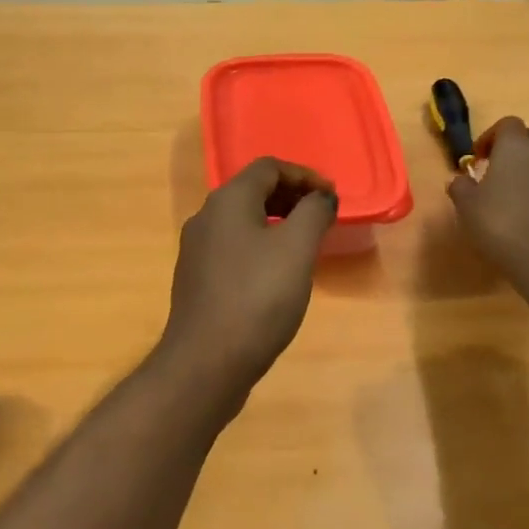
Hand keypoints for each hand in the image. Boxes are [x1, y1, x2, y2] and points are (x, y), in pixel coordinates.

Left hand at [163, 158, 337, 388]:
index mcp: (228, 200)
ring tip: (305, 245)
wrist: (207, 361)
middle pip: (252, 191)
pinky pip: (233, 248)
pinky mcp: (197, 280)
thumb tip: (321, 197)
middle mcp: (206, 217)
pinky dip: (260, 247)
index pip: (269, 167)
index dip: (304, 175)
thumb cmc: (257, 297)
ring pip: (242, 221)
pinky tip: (277, 275)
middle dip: (291, 197)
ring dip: (276, 223)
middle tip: (321, 217)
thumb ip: (314, 213)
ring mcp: (197, 250)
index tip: (332, 198)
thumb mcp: (297, 249)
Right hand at [447, 117, 528, 292]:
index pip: (507, 124)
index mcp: (516, 147)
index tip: (478, 159)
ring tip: (515, 198)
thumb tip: (460, 179)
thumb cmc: (502, 226)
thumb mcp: (467, 208)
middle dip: (516, 148)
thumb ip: (461, 188)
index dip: (490, 137)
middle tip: (498, 172)